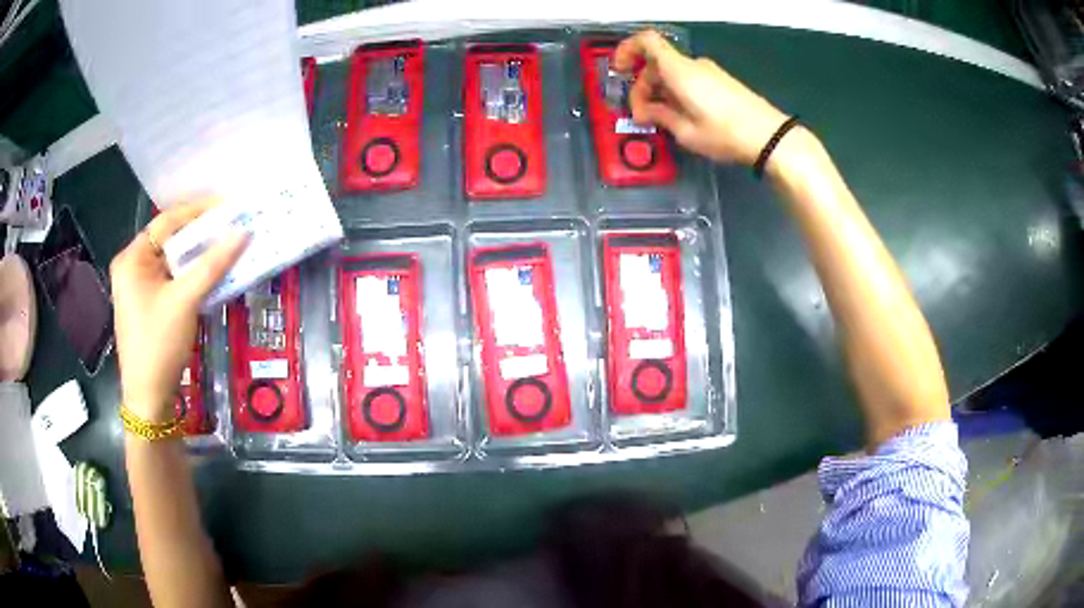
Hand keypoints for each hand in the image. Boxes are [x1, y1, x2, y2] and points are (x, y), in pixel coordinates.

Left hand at [110, 199, 248, 423]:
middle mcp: (133, 267)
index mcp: (132, 258)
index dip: (199, 210)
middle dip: (201, 234)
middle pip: (170, 240)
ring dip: (199, 256)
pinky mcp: (150, 305)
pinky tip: (212, 274)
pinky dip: (193, 275)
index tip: (229, 205)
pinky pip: (174, 280)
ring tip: (227, 246)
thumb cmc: (158, 345)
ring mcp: (140, 288)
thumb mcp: (185, 301)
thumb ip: (212, 264)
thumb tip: (243, 232)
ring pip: (174, 261)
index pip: (167, 222)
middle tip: (232, 226)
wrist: (149, 399)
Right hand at [614, 30, 790, 165]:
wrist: (770, 137)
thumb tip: (645, 110)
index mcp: (679, 71)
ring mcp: (709, 72)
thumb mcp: (686, 132)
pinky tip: (681, 117)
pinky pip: (689, 79)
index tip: (619, 70)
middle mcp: (693, 65)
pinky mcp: (720, 81)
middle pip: (657, 64)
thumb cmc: (725, 134)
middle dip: (643, 87)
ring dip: (660, 92)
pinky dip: (677, 93)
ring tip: (662, 121)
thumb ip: (660, 116)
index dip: (627, 50)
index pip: (647, 42)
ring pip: (672, 73)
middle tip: (643, 116)